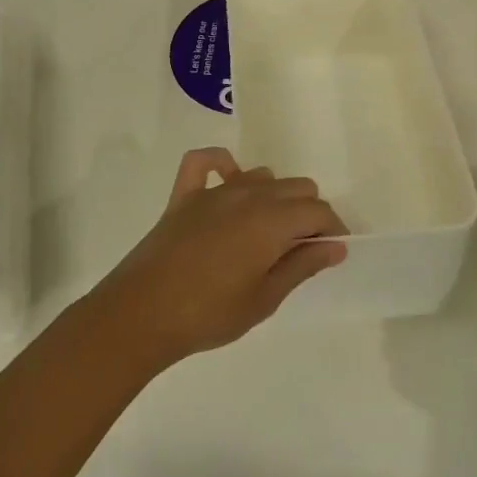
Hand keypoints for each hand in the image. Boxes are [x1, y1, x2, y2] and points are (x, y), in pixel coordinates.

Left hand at [92, 148, 347, 368]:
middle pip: (296, 187)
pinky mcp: (183, 196)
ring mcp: (213, 191)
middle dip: (308, 212)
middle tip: (301, 248)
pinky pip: (203, 161)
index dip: (332, 229)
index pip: (318, 210)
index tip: (332, 251)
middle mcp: (247, 195)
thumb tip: (336, 246)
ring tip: (268, 230)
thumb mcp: (265, 299)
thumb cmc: (209, 314)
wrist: (141, 315)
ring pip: (260, 175)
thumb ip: (302, 266)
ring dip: (273, 195)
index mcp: (271, 221)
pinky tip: (227, 183)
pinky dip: (220, 164)